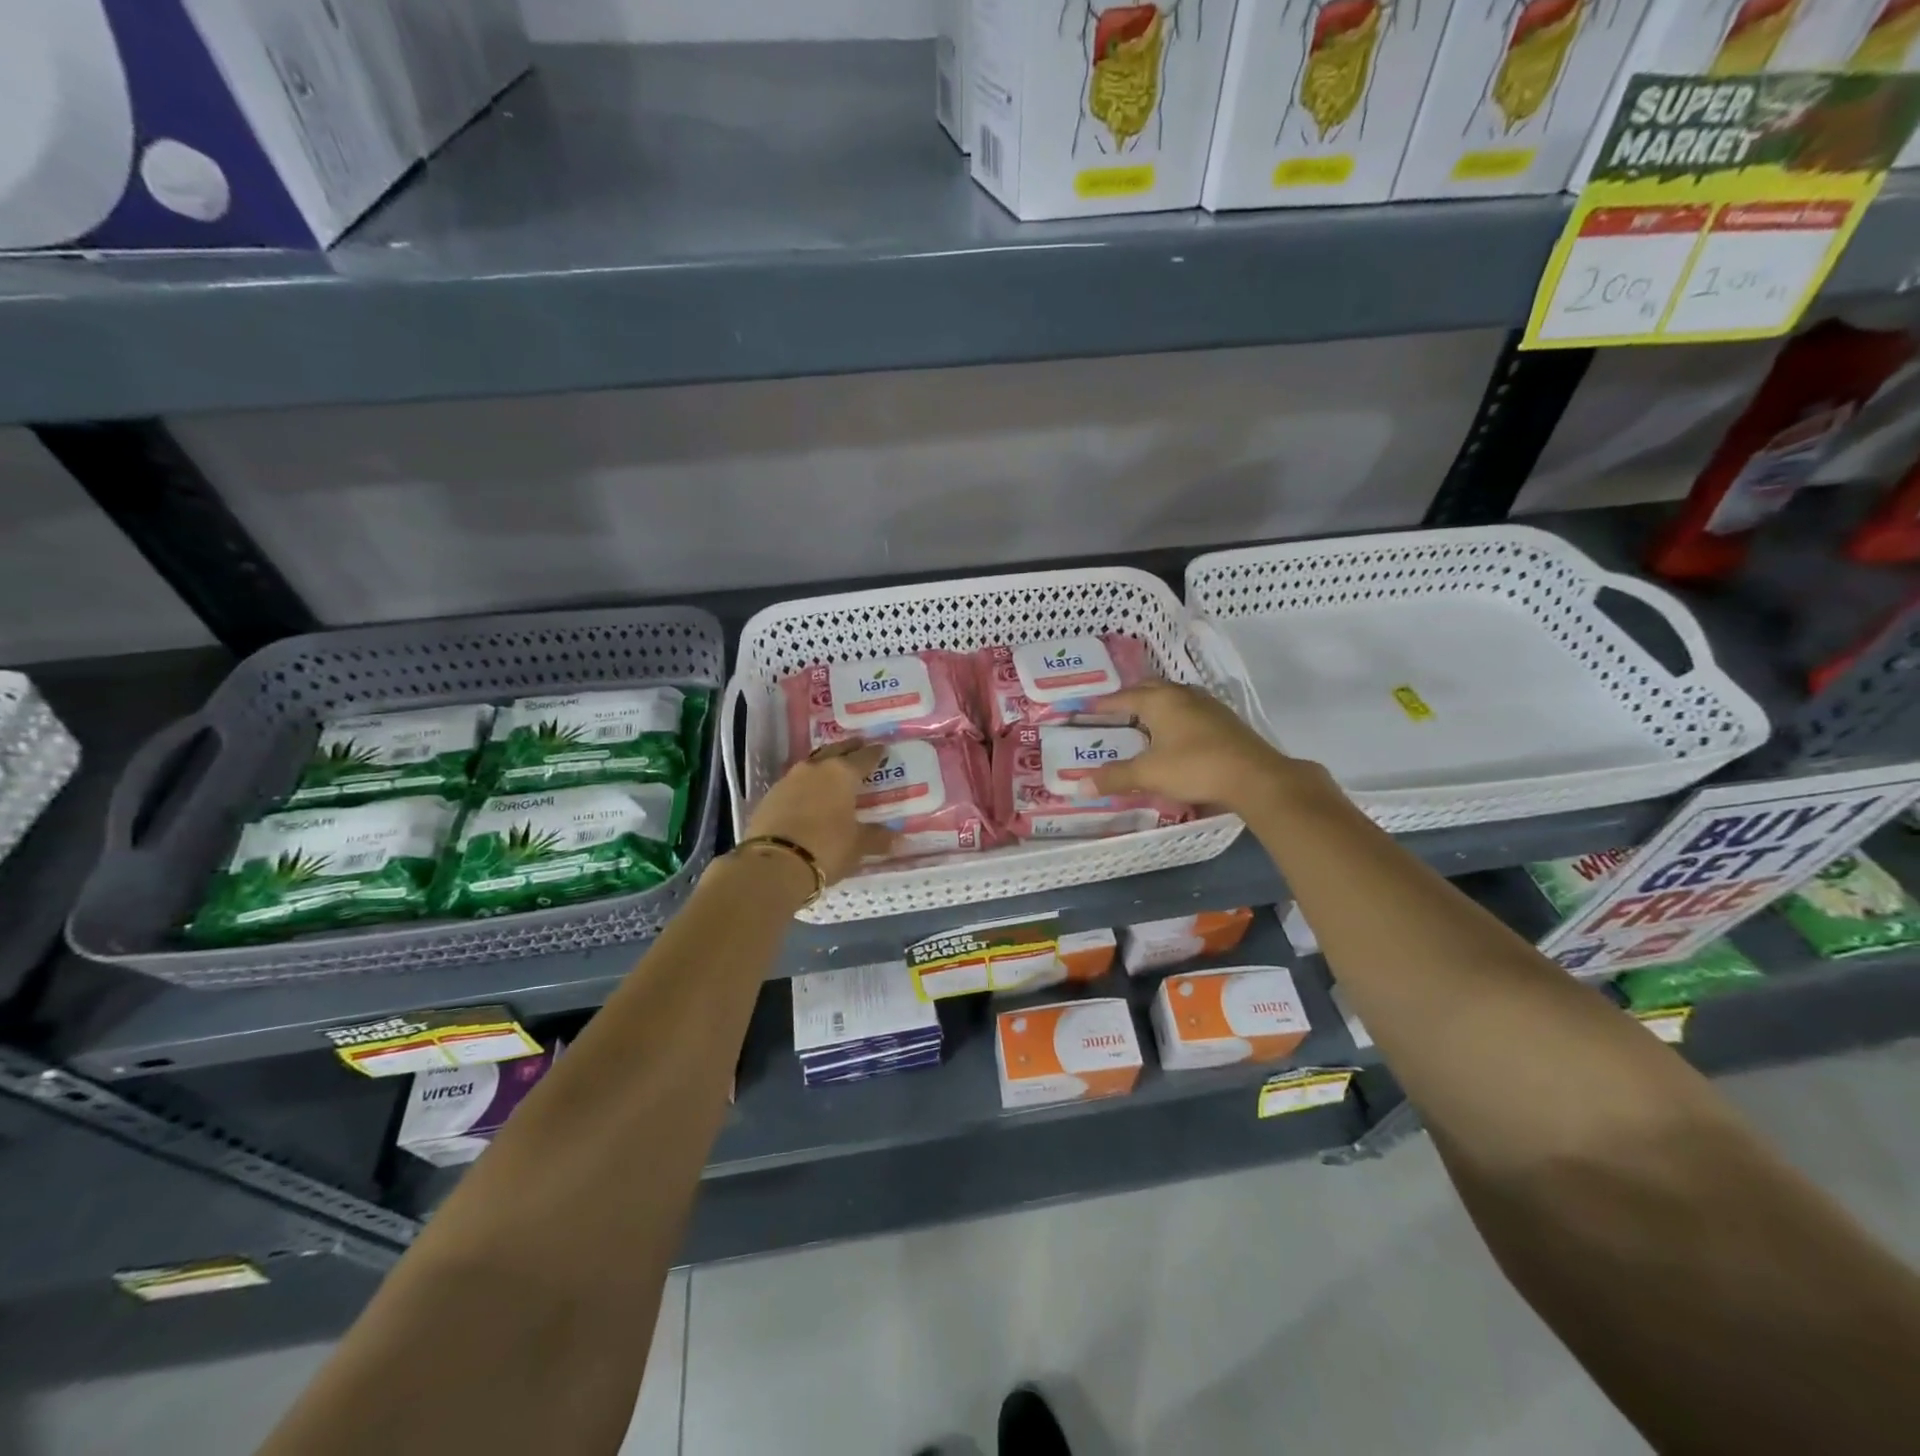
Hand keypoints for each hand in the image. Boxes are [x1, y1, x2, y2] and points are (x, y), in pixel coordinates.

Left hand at [742, 742, 896, 886]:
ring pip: (811, 765)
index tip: (882, 748)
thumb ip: (878, 838)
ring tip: (832, 770)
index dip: (874, 753)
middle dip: (848, 748)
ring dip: (823, 765)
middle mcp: (815, 769)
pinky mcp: (769, 797)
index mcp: (841, 774)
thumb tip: (899, 839)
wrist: (774, 865)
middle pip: (835, 751)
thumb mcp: (857, 845)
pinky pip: (793, 784)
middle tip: (859, 745)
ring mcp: (788, 781)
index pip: (863, 757)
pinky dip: (804, 786)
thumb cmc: (826, 848)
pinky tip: (808, 795)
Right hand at [1081, 682, 1325, 816]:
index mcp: (1160, 700)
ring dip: (1155, 705)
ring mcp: (1207, 705)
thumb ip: (1115, 777)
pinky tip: (1173, 735)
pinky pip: (1189, 710)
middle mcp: (1182, 695)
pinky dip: (1173, 717)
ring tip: (1141, 722)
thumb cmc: (1195, 767)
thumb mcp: (1149, 774)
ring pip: (1172, 697)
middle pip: (1149, 688)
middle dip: (1130, 697)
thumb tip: (1081, 785)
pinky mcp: (1224, 720)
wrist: (1254, 777)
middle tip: (1113, 711)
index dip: (1103, 704)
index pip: (1123, 696)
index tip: (1086, 707)